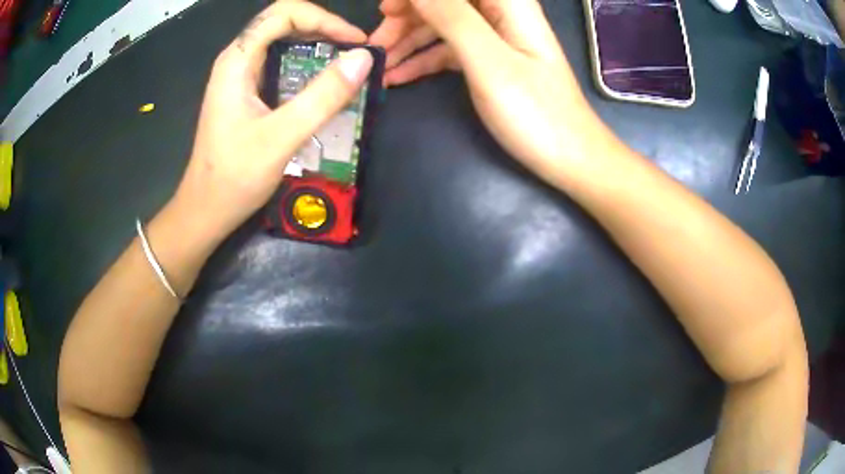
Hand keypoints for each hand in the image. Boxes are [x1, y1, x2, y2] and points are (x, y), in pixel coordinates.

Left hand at [171, 0, 373, 243]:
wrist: (205, 210)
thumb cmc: (233, 178)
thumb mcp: (280, 138)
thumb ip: (322, 97)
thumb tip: (363, 58)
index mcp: (237, 60)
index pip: (284, 13)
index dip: (325, 19)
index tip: (355, 42)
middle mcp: (237, 60)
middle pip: (285, 21)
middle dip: (325, 28)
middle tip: (357, 53)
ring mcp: (241, 77)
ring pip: (283, 41)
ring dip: (318, 46)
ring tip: (348, 65)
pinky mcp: (247, 93)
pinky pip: (281, 64)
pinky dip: (308, 65)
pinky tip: (324, 84)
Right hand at [371, 0, 617, 183]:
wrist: (569, 158)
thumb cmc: (535, 112)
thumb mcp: (488, 61)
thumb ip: (451, 18)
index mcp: (507, 3)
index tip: (384, 12)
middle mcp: (500, 12)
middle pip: (443, 3)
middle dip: (406, 18)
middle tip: (375, 46)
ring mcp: (494, 37)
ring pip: (441, 26)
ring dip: (407, 42)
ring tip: (379, 66)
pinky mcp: (489, 60)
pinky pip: (448, 50)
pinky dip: (422, 60)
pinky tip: (397, 77)